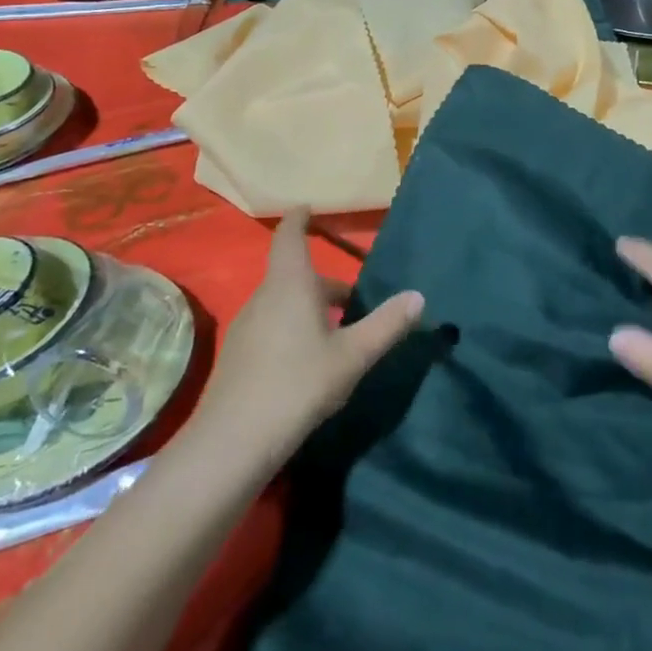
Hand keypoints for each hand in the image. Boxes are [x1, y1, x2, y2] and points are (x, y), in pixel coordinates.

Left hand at [193, 210, 424, 474]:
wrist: (233, 442)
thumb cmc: (298, 384)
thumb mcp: (353, 356)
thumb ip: (386, 325)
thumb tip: (418, 296)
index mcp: (290, 284)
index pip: (289, 236)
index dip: (299, 219)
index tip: (308, 208)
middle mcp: (264, 296)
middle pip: (294, 275)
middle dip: (322, 281)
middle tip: (352, 297)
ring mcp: (246, 326)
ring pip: (282, 302)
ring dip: (309, 307)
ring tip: (337, 332)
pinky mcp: (238, 355)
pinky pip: (271, 324)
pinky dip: (292, 327)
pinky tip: (308, 361)